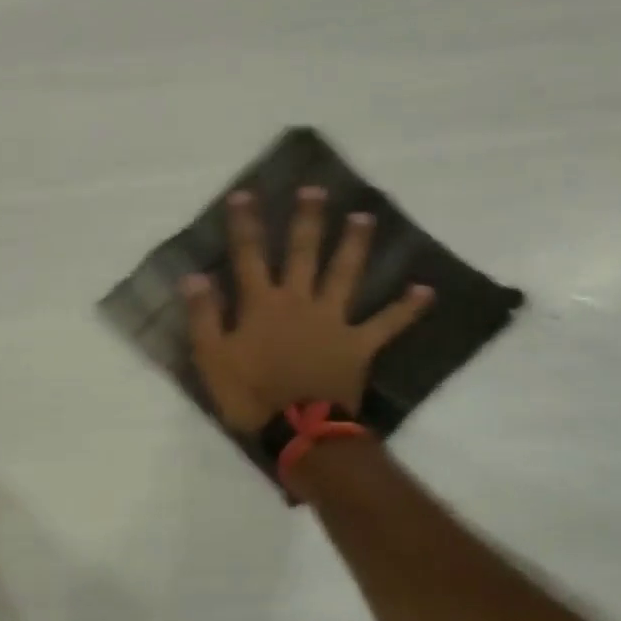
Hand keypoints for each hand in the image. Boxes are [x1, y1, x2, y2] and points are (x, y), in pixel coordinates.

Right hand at [183, 187, 432, 432]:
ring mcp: (333, 320)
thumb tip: (194, 276)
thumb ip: (204, 315)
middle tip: (316, 190)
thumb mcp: (212, 357)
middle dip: (307, 220)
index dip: (245, 224)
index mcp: (262, 304)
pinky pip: (387, 323)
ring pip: (345, 274)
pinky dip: (406, 308)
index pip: (248, 255)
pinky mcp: (358, 344)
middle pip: (303, 252)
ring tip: (365, 217)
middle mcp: (299, 301)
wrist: (298, 430)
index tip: (245, 194)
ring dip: (354, 245)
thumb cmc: (249, 394)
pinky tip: (426, 290)